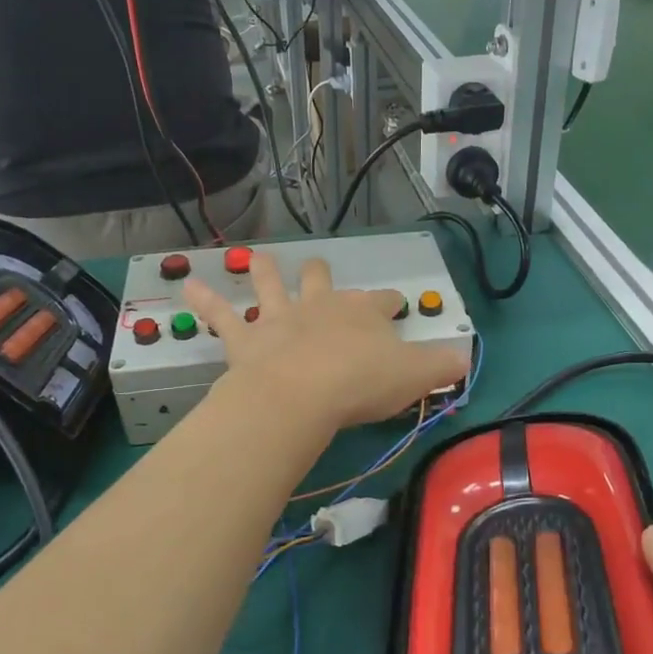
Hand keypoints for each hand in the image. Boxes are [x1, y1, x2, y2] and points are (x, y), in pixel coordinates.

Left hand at [184, 252, 468, 431]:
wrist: (301, 395)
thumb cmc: (360, 383)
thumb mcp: (414, 376)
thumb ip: (441, 366)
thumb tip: (466, 359)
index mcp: (362, 313)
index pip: (383, 301)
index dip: (391, 302)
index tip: (397, 305)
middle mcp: (320, 306)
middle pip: (322, 280)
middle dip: (322, 275)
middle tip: (320, 271)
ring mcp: (280, 318)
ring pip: (270, 285)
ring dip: (264, 272)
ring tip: (256, 258)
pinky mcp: (246, 338)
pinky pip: (220, 314)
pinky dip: (204, 299)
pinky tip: (186, 284)